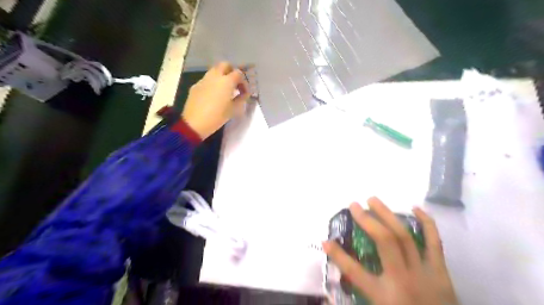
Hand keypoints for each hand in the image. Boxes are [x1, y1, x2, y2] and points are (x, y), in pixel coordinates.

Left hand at [183, 61, 249, 138]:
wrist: (194, 123)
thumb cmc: (217, 117)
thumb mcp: (234, 109)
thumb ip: (241, 99)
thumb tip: (244, 94)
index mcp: (227, 81)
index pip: (239, 73)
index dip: (243, 81)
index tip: (244, 92)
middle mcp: (215, 76)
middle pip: (225, 65)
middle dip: (231, 71)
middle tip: (234, 84)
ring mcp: (204, 80)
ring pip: (214, 70)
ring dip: (221, 76)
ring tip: (224, 90)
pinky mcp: (196, 85)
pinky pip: (206, 79)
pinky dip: (212, 83)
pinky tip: (213, 95)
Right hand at [322, 198, 457, 304]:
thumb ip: (356, 297)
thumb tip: (327, 297)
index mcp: (383, 295)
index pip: (354, 271)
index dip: (337, 255)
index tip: (326, 241)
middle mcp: (402, 278)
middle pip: (384, 241)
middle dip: (367, 220)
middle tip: (354, 205)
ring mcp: (424, 272)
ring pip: (404, 236)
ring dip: (387, 214)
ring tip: (373, 200)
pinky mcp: (440, 271)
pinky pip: (435, 242)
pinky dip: (427, 223)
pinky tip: (415, 208)